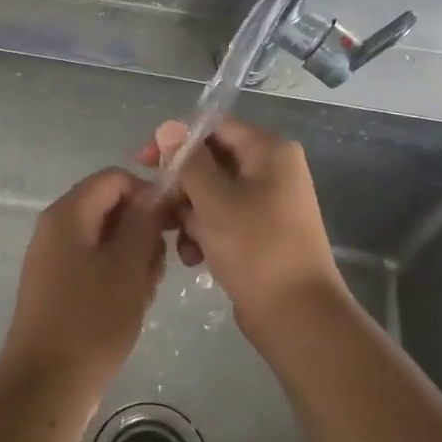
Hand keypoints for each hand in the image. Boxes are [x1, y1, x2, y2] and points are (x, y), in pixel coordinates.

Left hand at [0, 168, 165, 406]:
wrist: (46, 387)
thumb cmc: (91, 322)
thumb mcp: (127, 267)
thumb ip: (143, 222)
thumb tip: (156, 190)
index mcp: (67, 214)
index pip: (115, 178)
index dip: (148, 193)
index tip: (173, 224)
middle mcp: (56, 228)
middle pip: (111, 207)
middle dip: (143, 231)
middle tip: (159, 267)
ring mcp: (55, 258)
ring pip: (108, 239)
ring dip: (134, 258)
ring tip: (144, 293)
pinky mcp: (59, 285)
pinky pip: (96, 264)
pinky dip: (119, 277)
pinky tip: (131, 305)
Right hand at [140, 118, 348, 336]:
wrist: (296, 315)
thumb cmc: (256, 248)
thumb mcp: (215, 200)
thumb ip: (188, 161)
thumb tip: (168, 126)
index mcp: (269, 151)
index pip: (214, 127)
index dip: (177, 140)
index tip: (145, 161)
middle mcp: (271, 170)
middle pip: (211, 161)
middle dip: (181, 185)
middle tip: (156, 206)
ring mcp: (267, 202)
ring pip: (212, 193)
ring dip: (188, 213)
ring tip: (176, 239)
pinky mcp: (259, 232)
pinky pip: (222, 219)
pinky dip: (203, 233)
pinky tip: (192, 257)